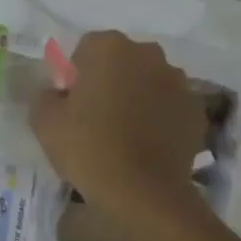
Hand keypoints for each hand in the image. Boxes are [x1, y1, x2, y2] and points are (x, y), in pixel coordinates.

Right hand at [31, 31, 206, 221]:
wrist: (142, 193)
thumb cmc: (88, 149)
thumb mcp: (44, 122)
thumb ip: (44, 96)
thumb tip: (55, 93)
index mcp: (110, 47)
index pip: (86, 50)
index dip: (76, 77)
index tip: (72, 106)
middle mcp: (149, 54)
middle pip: (122, 62)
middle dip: (110, 82)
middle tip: (97, 119)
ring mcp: (178, 81)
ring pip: (149, 82)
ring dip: (138, 98)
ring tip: (125, 135)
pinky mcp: (196, 110)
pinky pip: (170, 107)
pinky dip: (160, 119)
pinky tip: (148, 146)